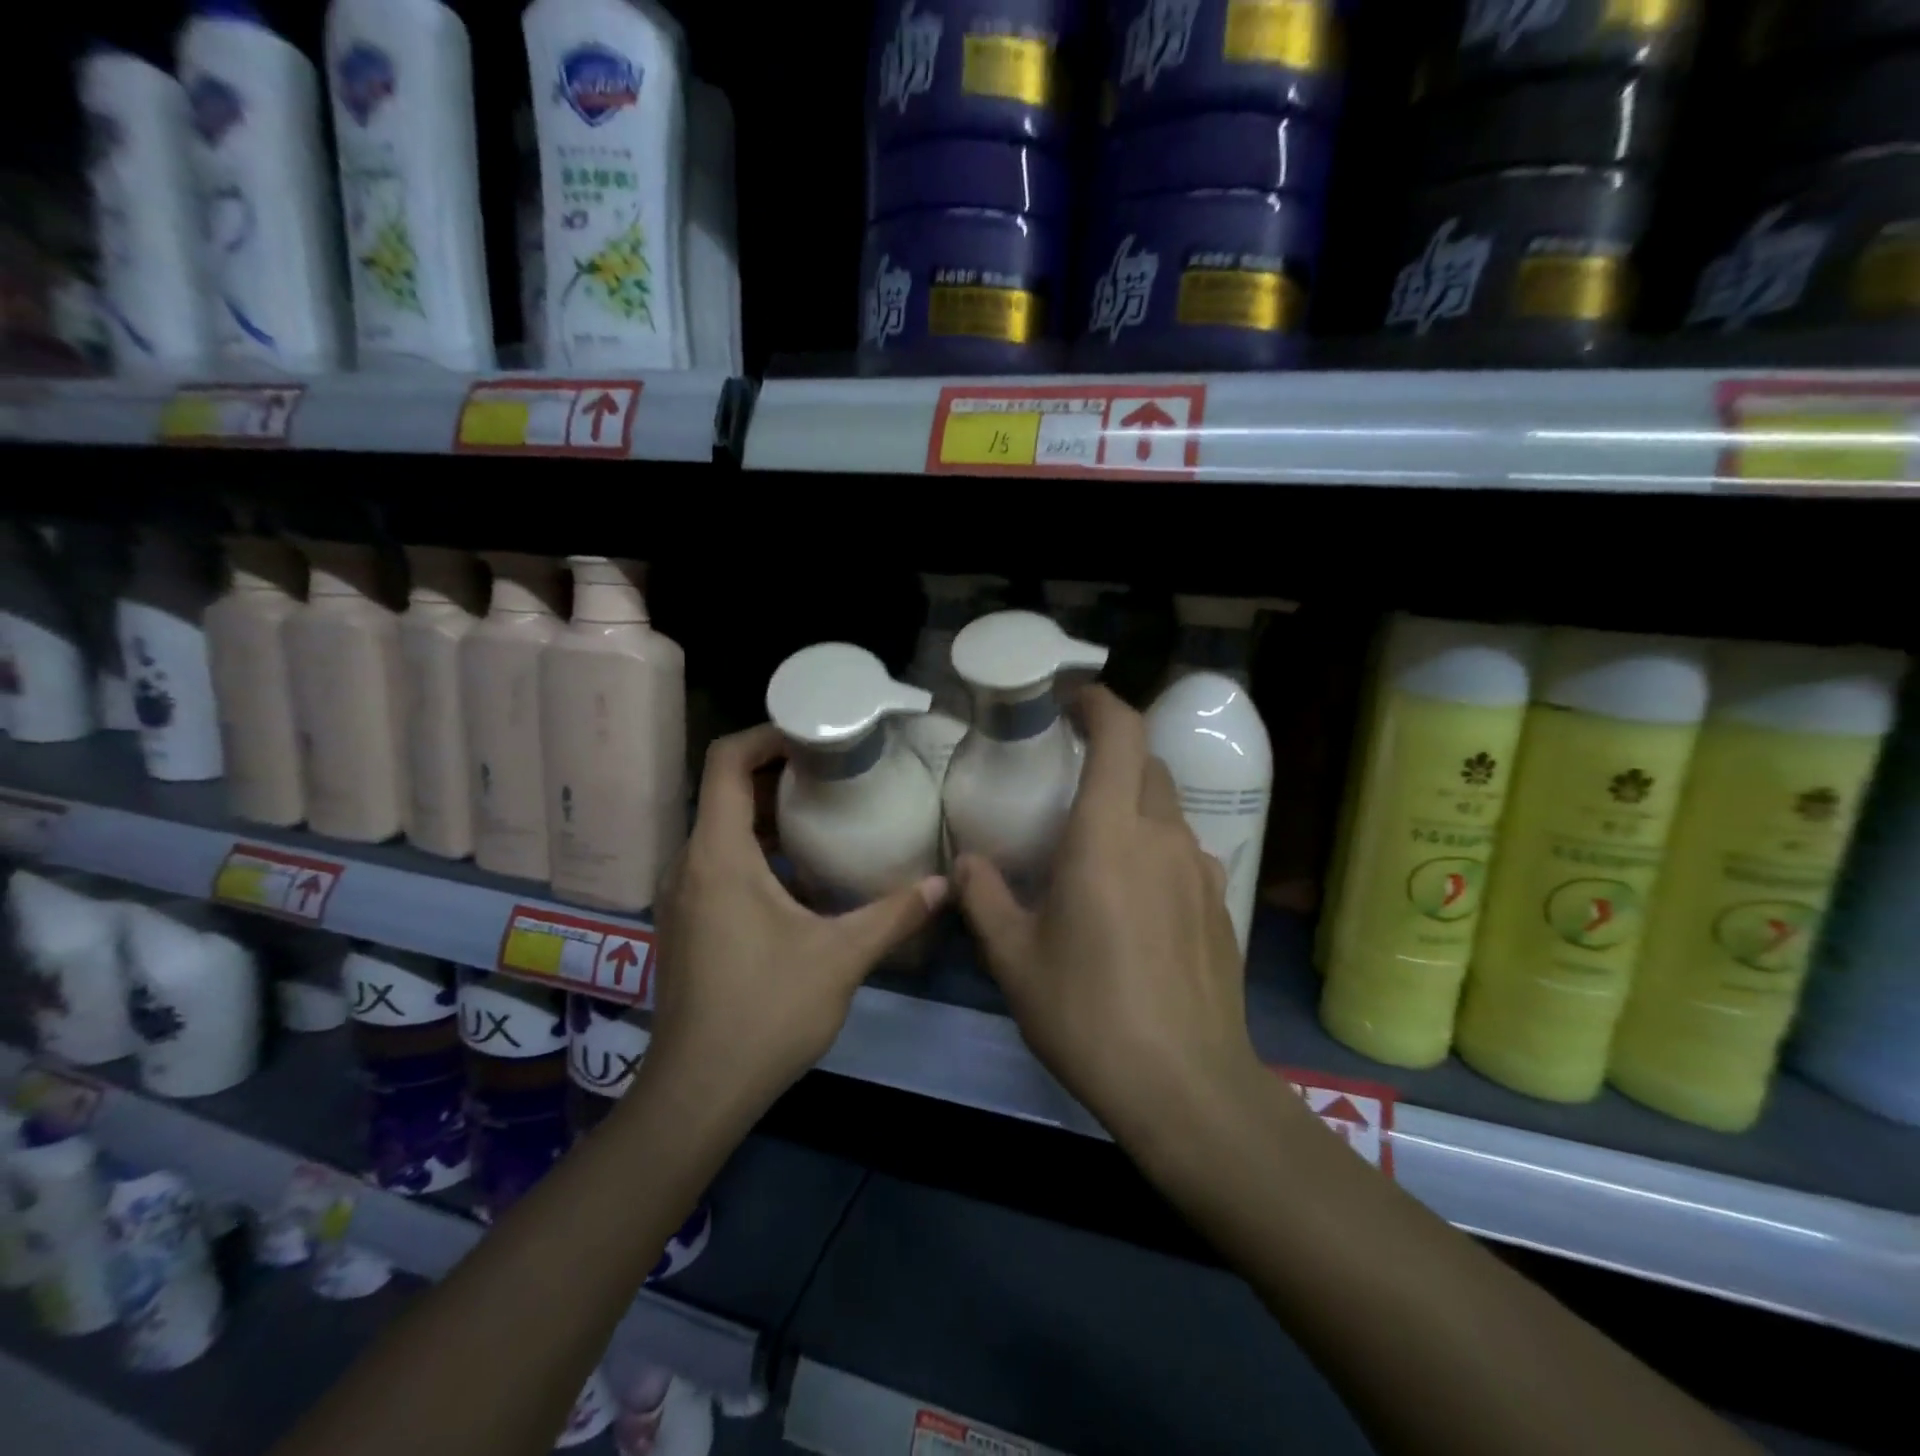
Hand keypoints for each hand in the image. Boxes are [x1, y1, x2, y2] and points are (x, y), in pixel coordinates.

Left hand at [647, 724, 947, 1117]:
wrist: (698, 1092)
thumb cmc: (764, 1012)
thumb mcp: (840, 958)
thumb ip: (894, 915)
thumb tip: (944, 885)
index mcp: (718, 854)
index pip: (727, 761)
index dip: (768, 734)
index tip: (817, 734)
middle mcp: (690, 863)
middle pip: (727, 790)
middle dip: (780, 772)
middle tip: (837, 769)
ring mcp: (683, 894)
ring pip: (723, 828)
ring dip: (770, 813)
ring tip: (827, 811)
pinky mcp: (688, 921)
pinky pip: (720, 861)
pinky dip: (758, 849)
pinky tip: (803, 874)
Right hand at [953, 687, 1264, 1154]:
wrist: (1186, 1086)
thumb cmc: (1088, 1012)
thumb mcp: (1015, 958)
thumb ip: (984, 899)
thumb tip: (964, 864)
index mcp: (1109, 833)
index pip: (1122, 733)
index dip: (1100, 702)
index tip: (1071, 703)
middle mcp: (1163, 836)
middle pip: (1146, 765)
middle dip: (1111, 755)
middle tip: (1070, 781)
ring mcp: (1202, 870)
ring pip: (1167, 811)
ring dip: (1133, 807)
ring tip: (1097, 848)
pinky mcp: (1222, 906)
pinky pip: (1185, 855)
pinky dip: (1156, 852)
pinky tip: (1135, 902)